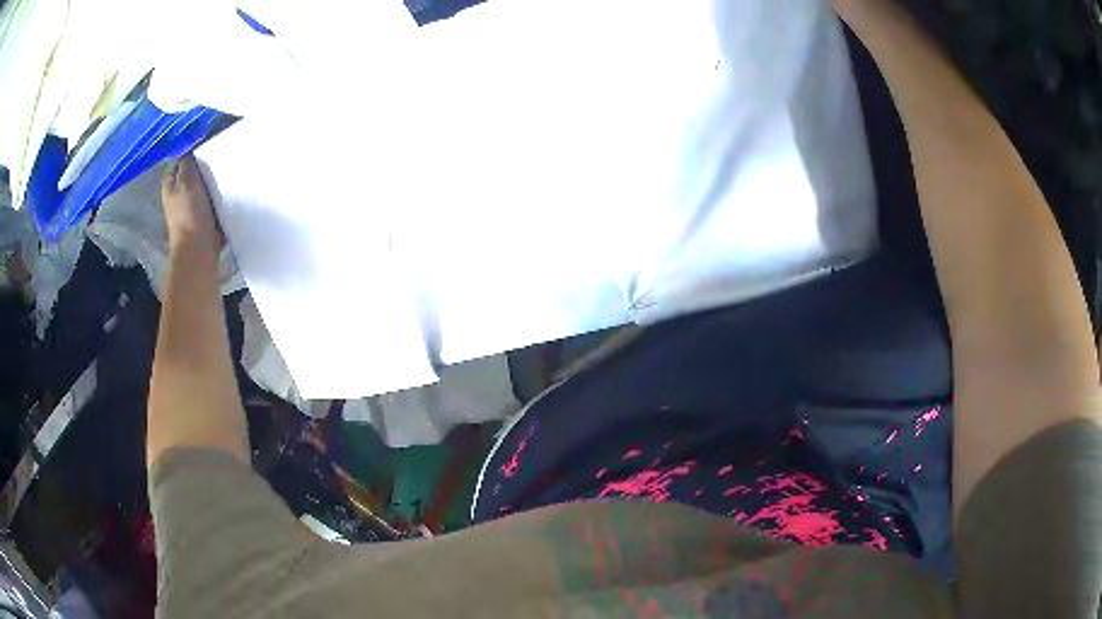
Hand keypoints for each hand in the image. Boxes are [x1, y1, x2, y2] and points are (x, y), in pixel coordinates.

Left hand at [162, 154, 222, 252]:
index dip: (190, 152)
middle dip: (204, 167)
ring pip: (205, 187)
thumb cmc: (189, 214)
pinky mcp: (206, 219)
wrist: (199, 249)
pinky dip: (221, 196)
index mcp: (171, 187)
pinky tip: (231, 188)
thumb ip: (187, 162)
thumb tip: (189, 148)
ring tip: (228, 168)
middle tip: (220, 154)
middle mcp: (179, 197)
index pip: (178, 163)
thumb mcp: (187, 180)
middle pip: (192, 174)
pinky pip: (215, 201)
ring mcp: (193, 209)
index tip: (206, 144)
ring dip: (214, 181)